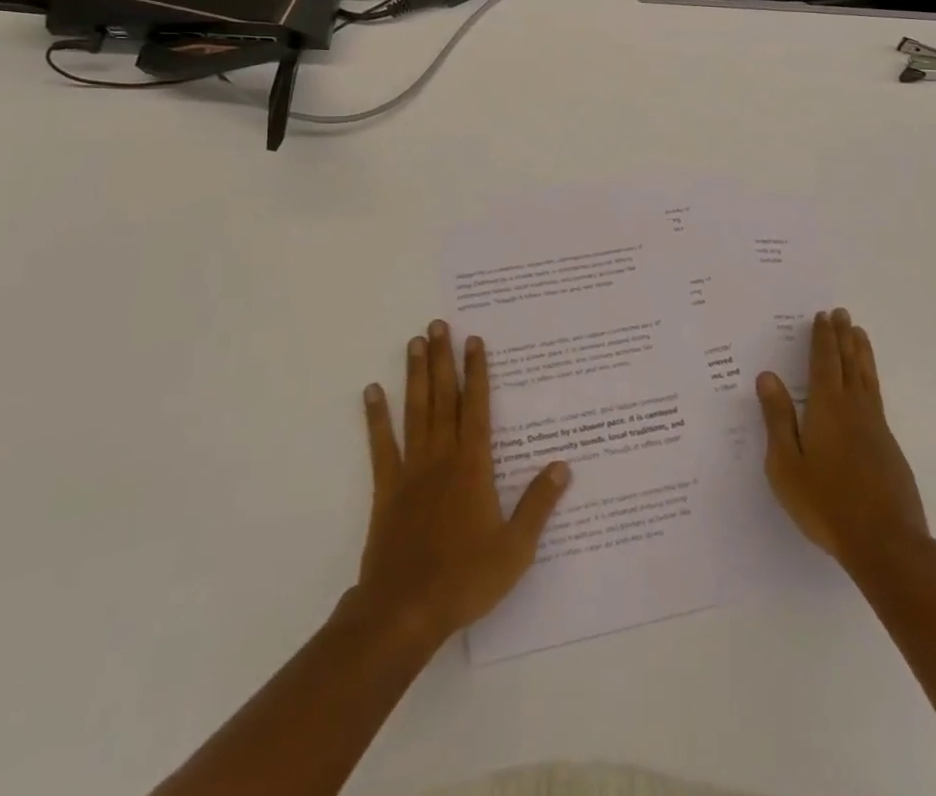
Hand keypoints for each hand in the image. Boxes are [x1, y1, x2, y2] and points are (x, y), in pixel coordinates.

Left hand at [356, 319, 570, 643]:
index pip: (476, 406)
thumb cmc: (465, 579)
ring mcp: (411, 470)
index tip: (472, 340)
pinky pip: (381, 445)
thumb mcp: (515, 548)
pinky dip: (376, 417)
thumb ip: (538, 504)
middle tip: (437, 324)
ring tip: (413, 342)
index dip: (476, 372)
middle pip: (443, 398)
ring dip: (415, 375)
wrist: (404, 612)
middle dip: (441, 359)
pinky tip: (372, 392)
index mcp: (473, 466)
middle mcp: (442, 457)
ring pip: (415, 411)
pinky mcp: (386, 489)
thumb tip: (563, 465)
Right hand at [756, 308, 928, 570]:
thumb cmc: (826, 503)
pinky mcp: (889, 446)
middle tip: (842, 313)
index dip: (823, 338)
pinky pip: (876, 396)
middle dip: (843, 337)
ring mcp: (876, 427)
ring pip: (867, 378)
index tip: (823, 316)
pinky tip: (868, 384)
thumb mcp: (786, 464)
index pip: (824, 362)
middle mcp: (853, 408)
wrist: (886, 543)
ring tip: (860, 333)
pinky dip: (870, 377)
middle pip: (848, 363)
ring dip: (861, 353)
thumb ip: (778, 418)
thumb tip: (767, 376)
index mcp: (826, 408)